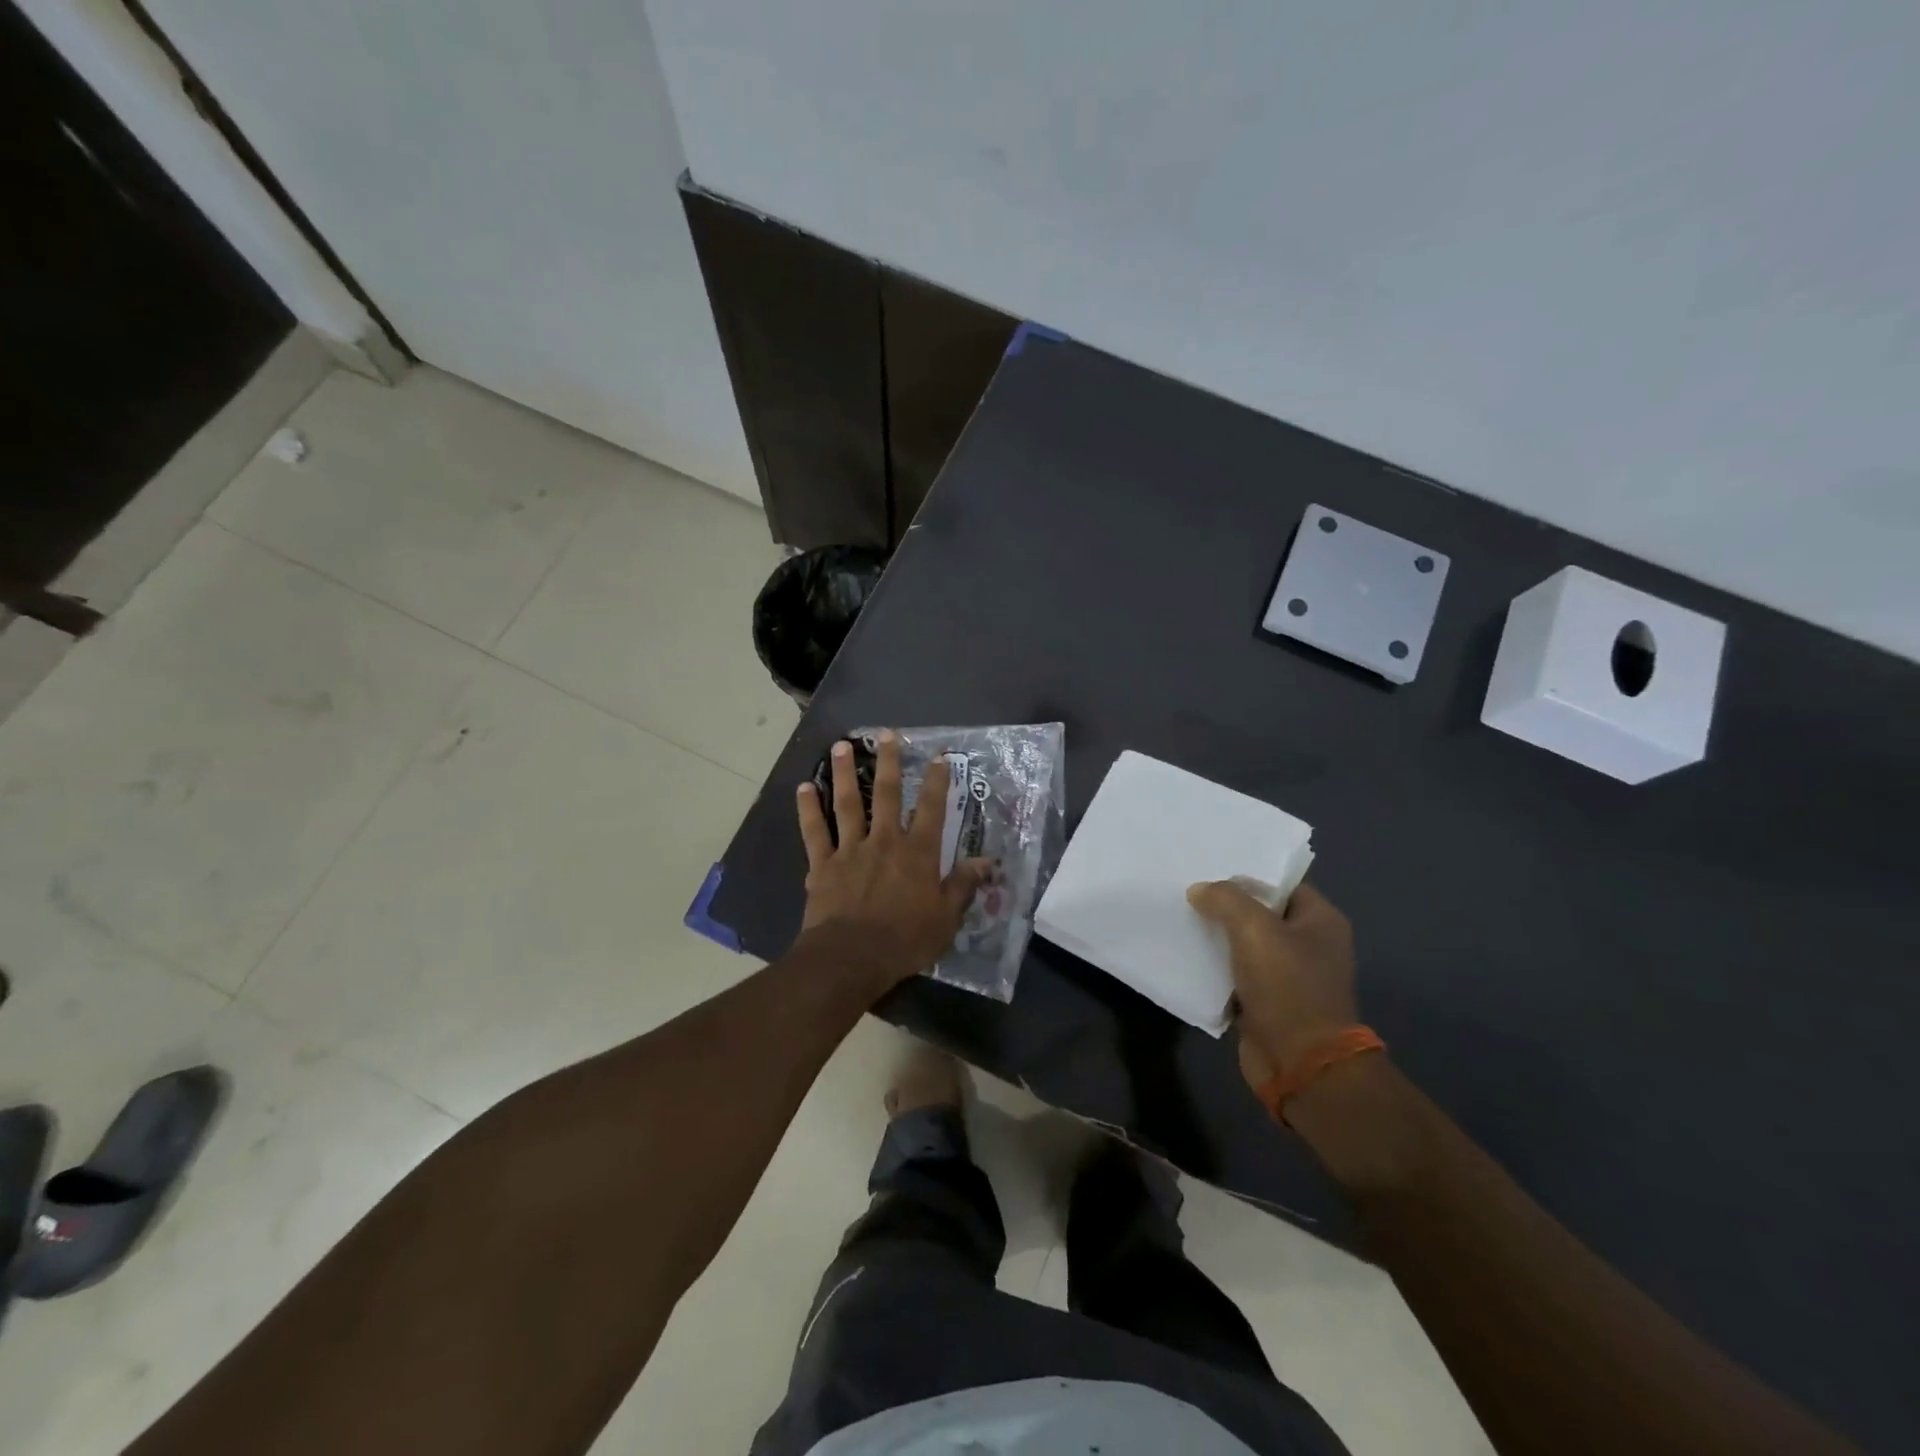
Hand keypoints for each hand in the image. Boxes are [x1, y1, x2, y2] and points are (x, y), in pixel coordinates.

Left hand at [796, 731, 992, 988]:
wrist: (851, 958)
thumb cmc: (905, 940)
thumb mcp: (946, 918)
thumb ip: (963, 885)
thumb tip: (987, 861)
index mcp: (917, 853)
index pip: (931, 809)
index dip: (937, 781)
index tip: (939, 757)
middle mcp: (884, 841)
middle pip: (886, 794)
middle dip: (888, 762)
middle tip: (887, 734)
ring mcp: (850, 849)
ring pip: (847, 803)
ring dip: (844, 773)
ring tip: (842, 746)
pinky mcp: (823, 864)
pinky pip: (814, 831)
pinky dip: (808, 808)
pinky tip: (804, 787)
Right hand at [1187, 880, 1358, 1093]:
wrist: (1300, 1064)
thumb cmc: (1288, 987)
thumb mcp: (1255, 929)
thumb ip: (1226, 899)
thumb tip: (1200, 890)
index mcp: (1320, 921)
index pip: (1281, 884)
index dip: (1247, 875)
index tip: (1208, 867)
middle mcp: (1308, 945)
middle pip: (1260, 913)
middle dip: (1225, 905)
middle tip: (1186, 889)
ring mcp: (1288, 976)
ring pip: (1243, 944)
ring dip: (1215, 936)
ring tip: (1178, 917)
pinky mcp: (1266, 1003)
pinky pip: (1234, 974)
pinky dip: (1213, 967)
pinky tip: (1184, 954)